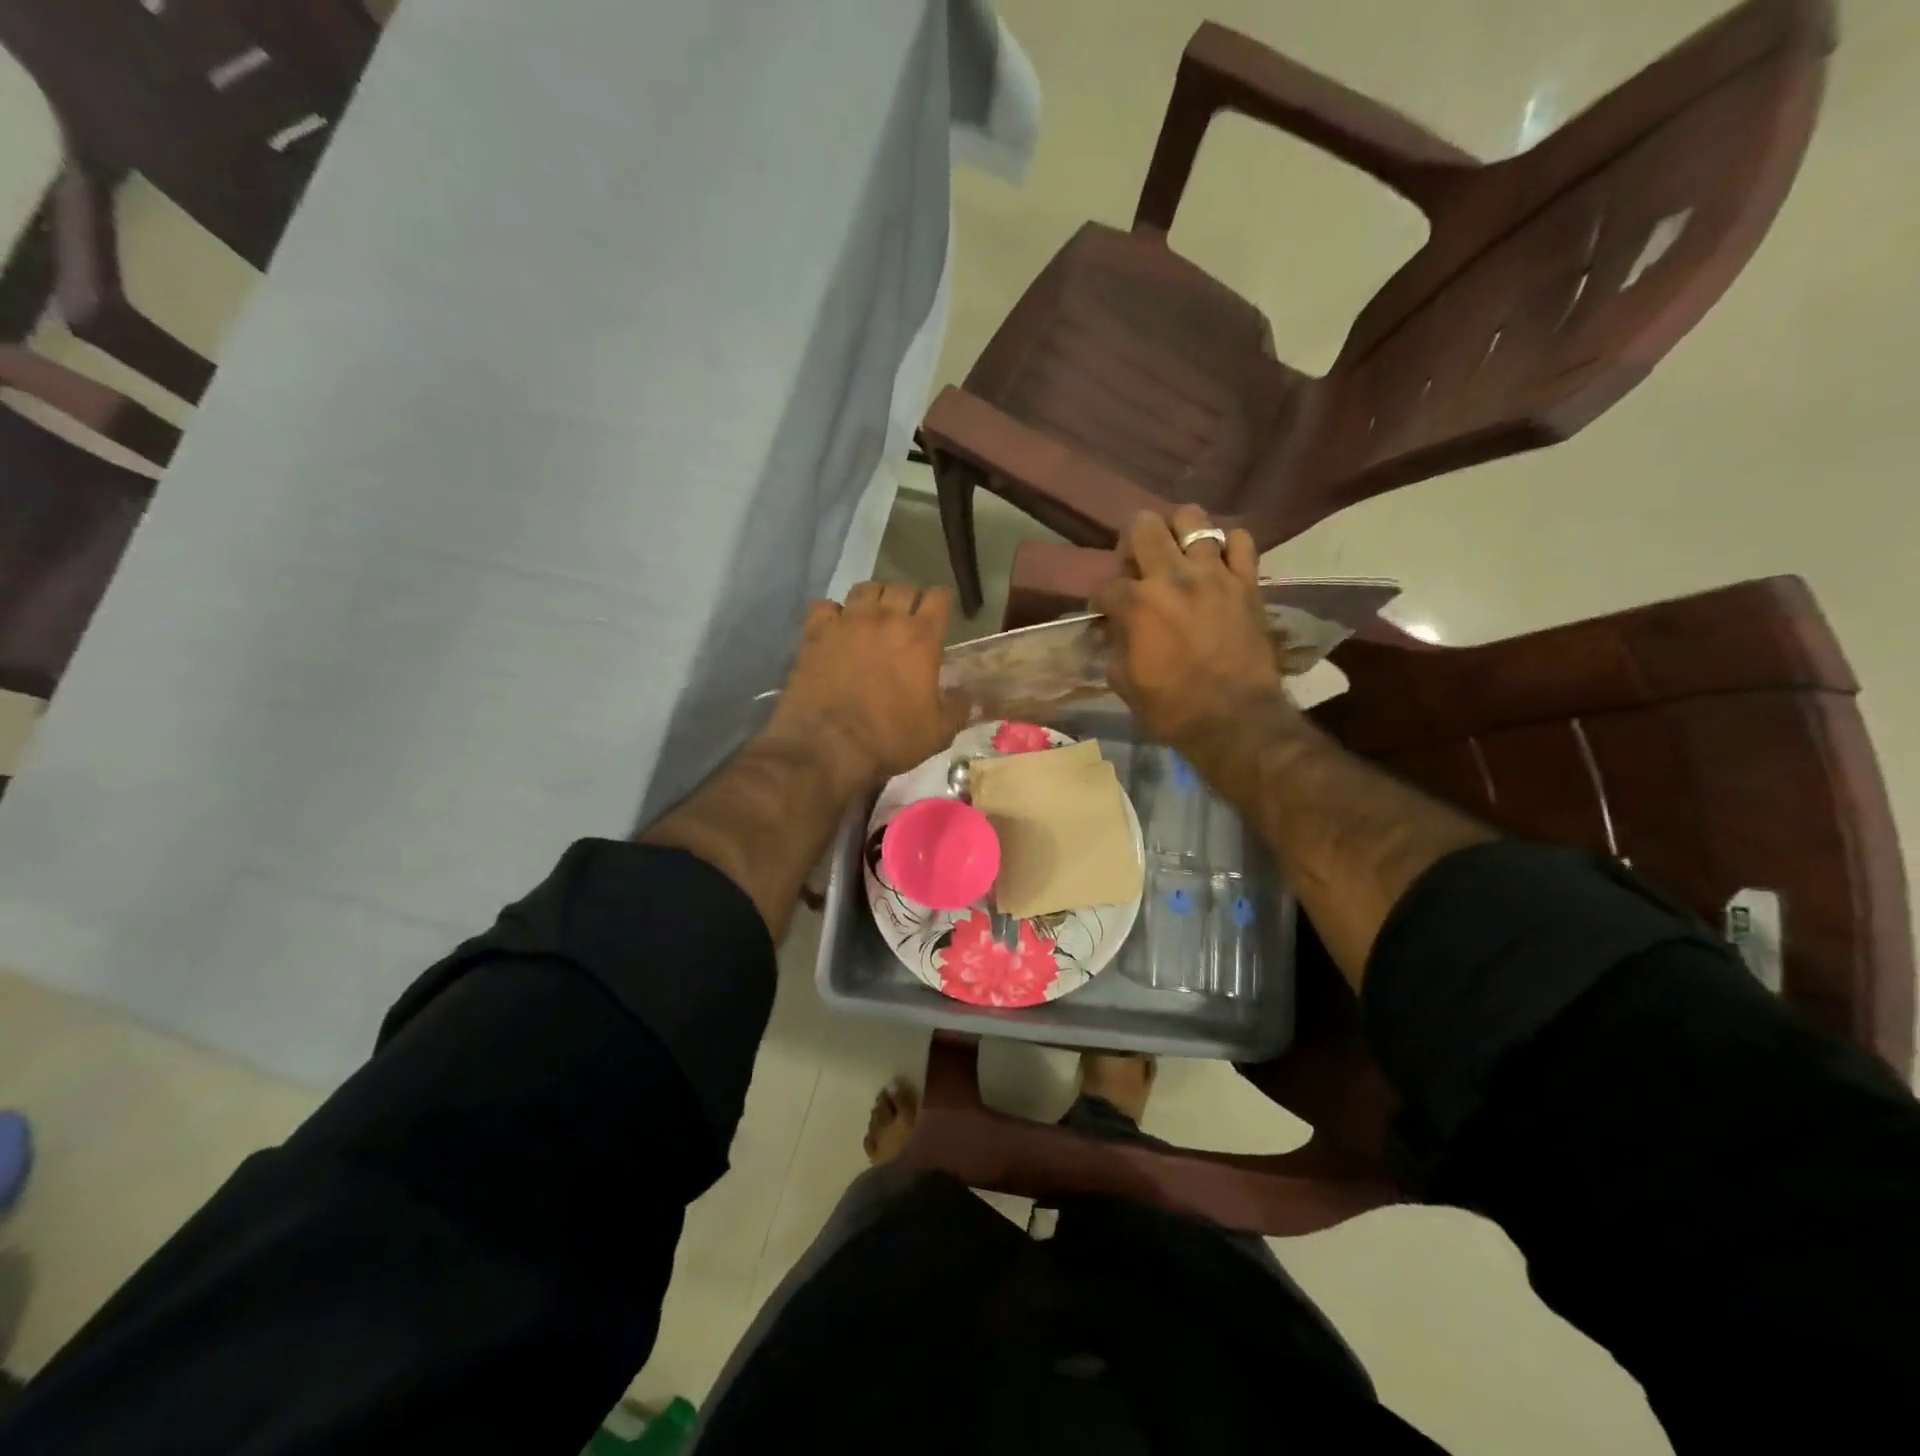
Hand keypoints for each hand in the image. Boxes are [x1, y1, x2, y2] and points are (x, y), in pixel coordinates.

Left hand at [766, 582, 964, 792]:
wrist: (829, 745)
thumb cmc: (890, 737)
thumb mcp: (938, 731)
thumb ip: (958, 708)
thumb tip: (971, 698)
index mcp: (921, 637)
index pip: (939, 597)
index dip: (942, 602)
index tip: (941, 615)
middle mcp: (886, 619)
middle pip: (902, 588)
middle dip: (909, 599)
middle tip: (907, 620)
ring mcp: (848, 621)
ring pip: (865, 589)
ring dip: (873, 599)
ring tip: (872, 617)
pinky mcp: (816, 632)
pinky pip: (826, 606)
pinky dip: (833, 613)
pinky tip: (834, 628)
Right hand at [1090, 506, 1295, 751]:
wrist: (1235, 719)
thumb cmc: (1172, 707)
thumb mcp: (1124, 682)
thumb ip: (1115, 647)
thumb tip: (1114, 631)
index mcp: (1136, 604)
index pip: (1105, 585)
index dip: (1100, 600)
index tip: (1104, 613)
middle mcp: (1172, 577)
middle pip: (1144, 526)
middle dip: (1132, 542)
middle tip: (1138, 565)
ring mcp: (1214, 574)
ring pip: (1193, 519)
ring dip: (1179, 532)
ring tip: (1178, 554)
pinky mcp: (1247, 582)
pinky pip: (1241, 541)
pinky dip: (1228, 546)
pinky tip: (1219, 563)